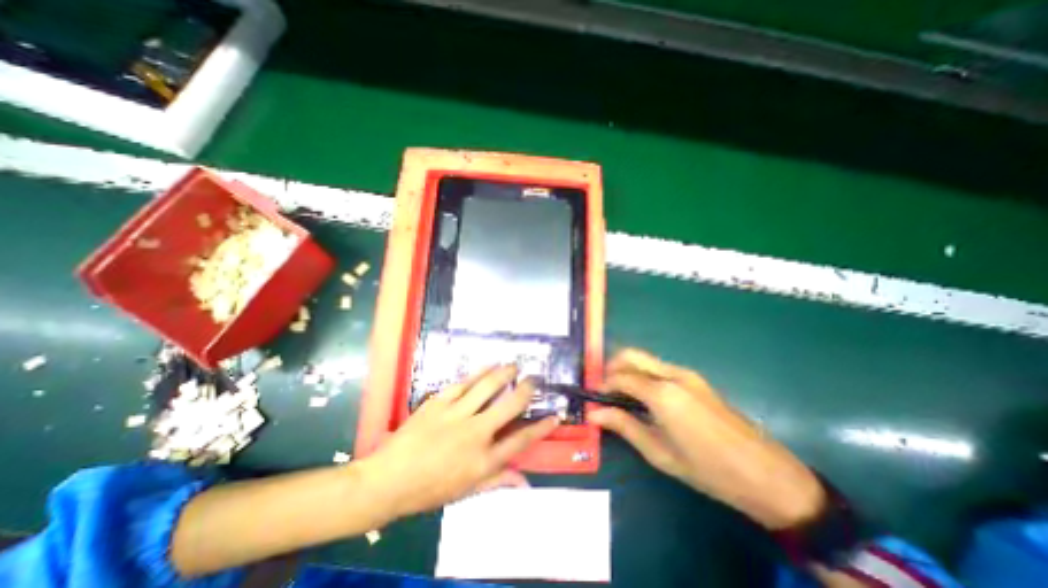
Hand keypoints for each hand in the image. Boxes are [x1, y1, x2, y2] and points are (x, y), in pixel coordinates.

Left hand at [358, 365, 555, 520]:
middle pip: (509, 406)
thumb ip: (498, 482)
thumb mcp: (466, 492)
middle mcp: (475, 433)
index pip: (520, 441)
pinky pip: (464, 382)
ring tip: (514, 365)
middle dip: (526, 390)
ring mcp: (456, 414)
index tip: (554, 416)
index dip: (541, 428)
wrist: (387, 480)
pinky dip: (479, 372)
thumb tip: (525, 482)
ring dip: (504, 373)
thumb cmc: (429, 490)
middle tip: (534, 379)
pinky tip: (488, 365)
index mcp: (483, 460)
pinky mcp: (439, 402)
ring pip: (488, 387)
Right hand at [589, 349, 826, 526]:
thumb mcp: (659, 452)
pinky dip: (644, 374)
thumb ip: (623, 426)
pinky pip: (660, 368)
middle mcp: (672, 374)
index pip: (620, 376)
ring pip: (645, 360)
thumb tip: (593, 413)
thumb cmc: (708, 469)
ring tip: (623, 396)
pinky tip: (647, 397)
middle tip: (605, 391)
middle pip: (631, 355)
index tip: (595, 397)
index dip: (603, 384)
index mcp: (662, 393)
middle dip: (612, 367)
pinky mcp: (696, 378)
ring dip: (628, 370)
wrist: (767, 473)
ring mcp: (686, 373)